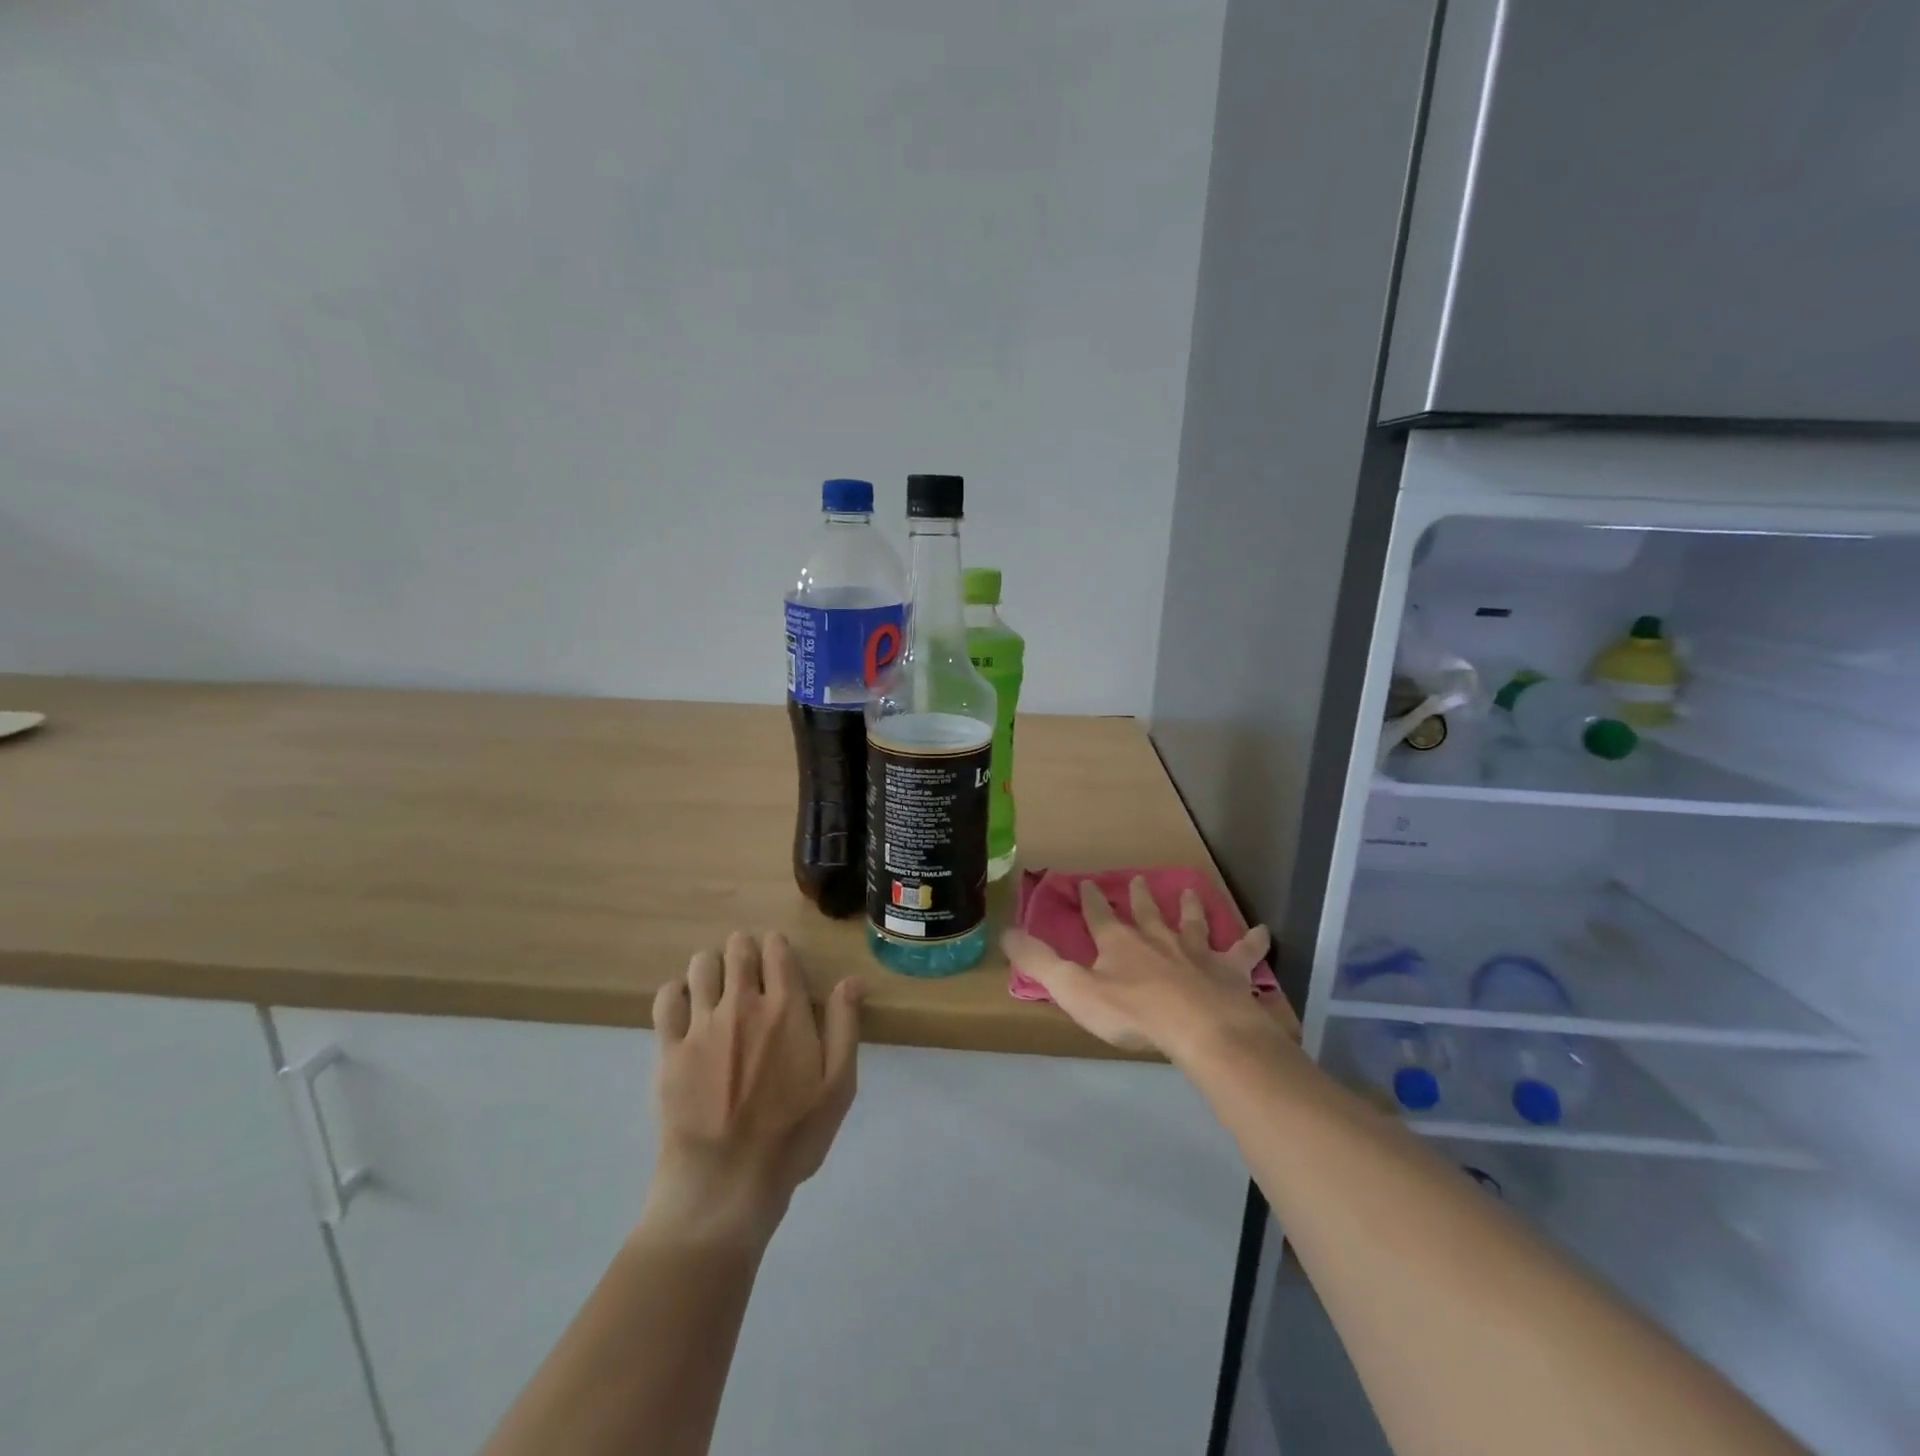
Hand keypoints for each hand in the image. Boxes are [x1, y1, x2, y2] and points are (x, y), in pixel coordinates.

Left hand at [643, 932, 861, 1245]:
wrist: (724, 1186)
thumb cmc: (791, 1139)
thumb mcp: (838, 1087)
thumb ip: (844, 1027)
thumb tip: (851, 980)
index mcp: (785, 1010)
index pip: (777, 950)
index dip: (778, 947)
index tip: (780, 959)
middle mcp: (742, 1005)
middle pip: (738, 948)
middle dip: (745, 949)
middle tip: (750, 969)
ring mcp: (701, 1026)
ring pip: (701, 965)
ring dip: (713, 966)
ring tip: (718, 987)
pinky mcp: (668, 1050)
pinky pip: (666, 999)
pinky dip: (677, 992)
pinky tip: (687, 1007)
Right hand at [1002, 878, 1291, 1057]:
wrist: (1199, 1028)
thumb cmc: (1133, 1013)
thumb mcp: (1074, 990)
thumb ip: (1039, 962)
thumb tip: (1005, 932)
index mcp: (1119, 944)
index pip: (1100, 915)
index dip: (1092, 900)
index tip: (1087, 882)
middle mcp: (1157, 939)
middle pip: (1147, 913)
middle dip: (1140, 897)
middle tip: (1140, 880)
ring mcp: (1196, 952)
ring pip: (1191, 923)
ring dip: (1189, 908)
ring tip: (1190, 890)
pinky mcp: (1228, 970)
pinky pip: (1242, 953)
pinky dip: (1251, 942)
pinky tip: (1263, 931)